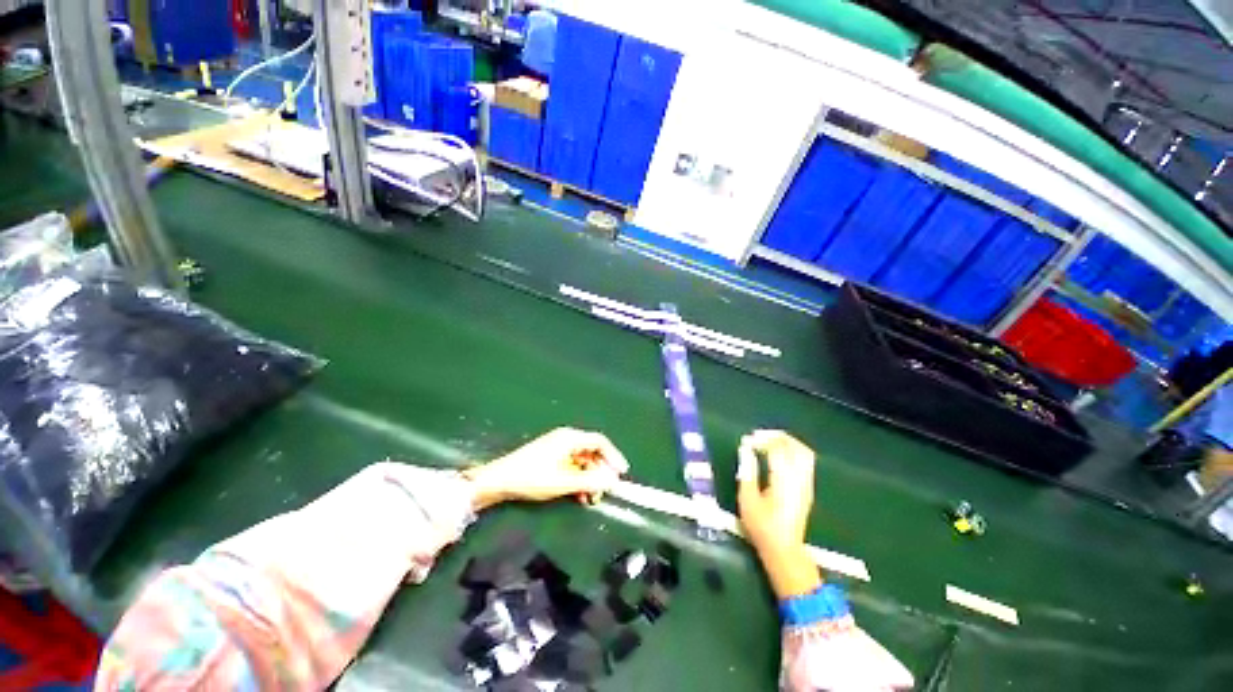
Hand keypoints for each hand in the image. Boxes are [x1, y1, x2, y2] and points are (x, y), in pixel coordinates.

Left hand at [462, 427, 629, 510]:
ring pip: (582, 461)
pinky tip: (578, 495)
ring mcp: (557, 448)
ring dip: (589, 478)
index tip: (622, 473)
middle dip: (601, 471)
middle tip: (606, 490)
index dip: (613, 456)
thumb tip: (612, 481)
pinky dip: (578, 479)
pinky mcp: (550, 458)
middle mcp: (565, 439)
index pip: (599, 442)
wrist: (498, 481)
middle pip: (591, 451)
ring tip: (591, 498)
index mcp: (570, 438)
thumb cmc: (531, 478)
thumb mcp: (563, 482)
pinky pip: (571, 466)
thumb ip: (590, 481)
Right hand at [736, 430, 821, 598]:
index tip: (748, 440)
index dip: (762, 440)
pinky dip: (793, 451)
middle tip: (760, 436)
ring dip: (787, 442)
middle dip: (777, 437)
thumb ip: (747, 471)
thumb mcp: (747, 499)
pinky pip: (805, 461)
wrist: (784, 550)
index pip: (777, 449)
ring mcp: (806, 483)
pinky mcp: (807, 488)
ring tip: (770, 441)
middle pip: (795, 446)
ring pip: (803, 452)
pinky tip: (779, 455)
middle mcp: (799, 478)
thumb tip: (745, 450)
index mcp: (783, 480)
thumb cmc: (761, 526)